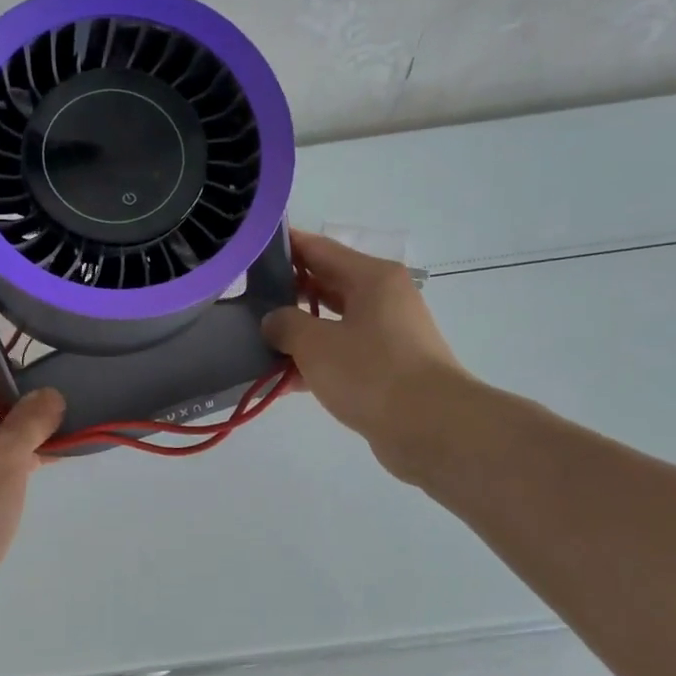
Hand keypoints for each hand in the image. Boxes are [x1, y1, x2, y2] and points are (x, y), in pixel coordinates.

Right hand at [262, 228, 470, 484]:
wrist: (431, 429)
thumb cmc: (372, 372)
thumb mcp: (315, 343)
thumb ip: (285, 324)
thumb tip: (274, 321)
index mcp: (371, 278)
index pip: (318, 248)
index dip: (284, 246)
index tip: (248, 249)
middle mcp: (382, 299)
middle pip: (324, 284)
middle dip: (285, 292)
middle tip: (243, 298)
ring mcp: (386, 335)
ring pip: (330, 323)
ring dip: (296, 334)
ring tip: (253, 342)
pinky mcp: (385, 369)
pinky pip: (340, 356)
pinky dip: (313, 365)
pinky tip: (278, 383)